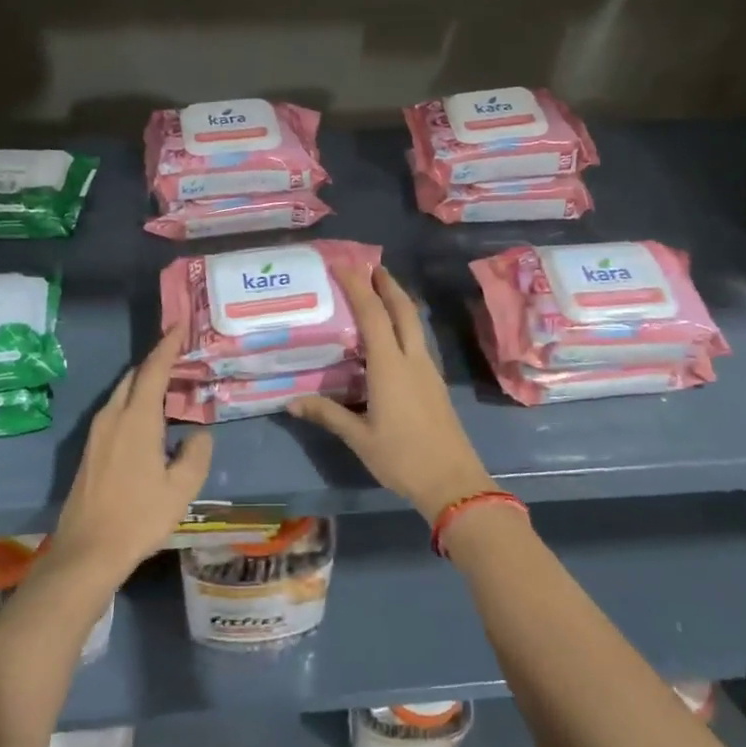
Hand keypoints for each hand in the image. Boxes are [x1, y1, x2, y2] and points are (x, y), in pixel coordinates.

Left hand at [51, 325, 213, 577]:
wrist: (87, 550)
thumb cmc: (138, 517)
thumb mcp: (181, 488)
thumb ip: (196, 454)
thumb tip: (199, 434)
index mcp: (136, 420)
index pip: (153, 370)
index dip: (167, 345)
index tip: (180, 325)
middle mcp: (113, 417)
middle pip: (135, 377)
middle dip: (157, 362)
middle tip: (182, 357)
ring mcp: (97, 433)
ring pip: (122, 393)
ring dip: (145, 383)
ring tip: (170, 386)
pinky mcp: (91, 449)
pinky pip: (115, 410)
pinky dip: (135, 401)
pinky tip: (150, 419)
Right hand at [288, 263, 496, 523]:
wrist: (453, 482)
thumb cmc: (402, 458)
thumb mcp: (359, 438)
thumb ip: (327, 414)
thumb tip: (291, 402)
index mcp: (390, 366)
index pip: (373, 314)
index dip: (358, 286)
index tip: (343, 264)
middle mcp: (412, 359)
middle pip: (403, 309)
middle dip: (387, 284)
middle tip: (369, 266)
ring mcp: (428, 370)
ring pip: (414, 324)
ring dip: (398, 302)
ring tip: (379, 292)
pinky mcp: (435, 383)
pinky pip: (416, 341)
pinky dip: (403, 325)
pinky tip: (391, 337)